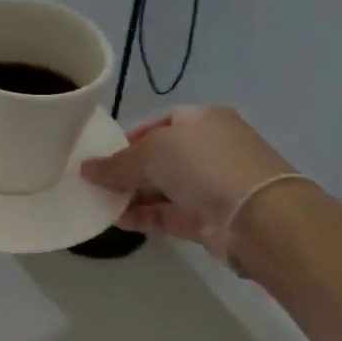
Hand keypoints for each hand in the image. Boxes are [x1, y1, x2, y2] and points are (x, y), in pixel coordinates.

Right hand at [80, 105, 293, 248]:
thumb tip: (86, 169)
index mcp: (203, 120)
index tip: (106, 153)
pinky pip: (167, 215)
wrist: (255, 216)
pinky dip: (144, 217)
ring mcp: (211, 186)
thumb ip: (116, 163)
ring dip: (132, 196)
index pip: (162, 123)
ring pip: (162, 188)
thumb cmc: (203, 164)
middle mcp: (209, 149)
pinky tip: (117, 220)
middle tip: (96, 181)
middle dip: (128, 170)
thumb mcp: (151, 152)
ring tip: (98, 202)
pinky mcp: (208, 219)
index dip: (132, 136)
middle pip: (160, 158)